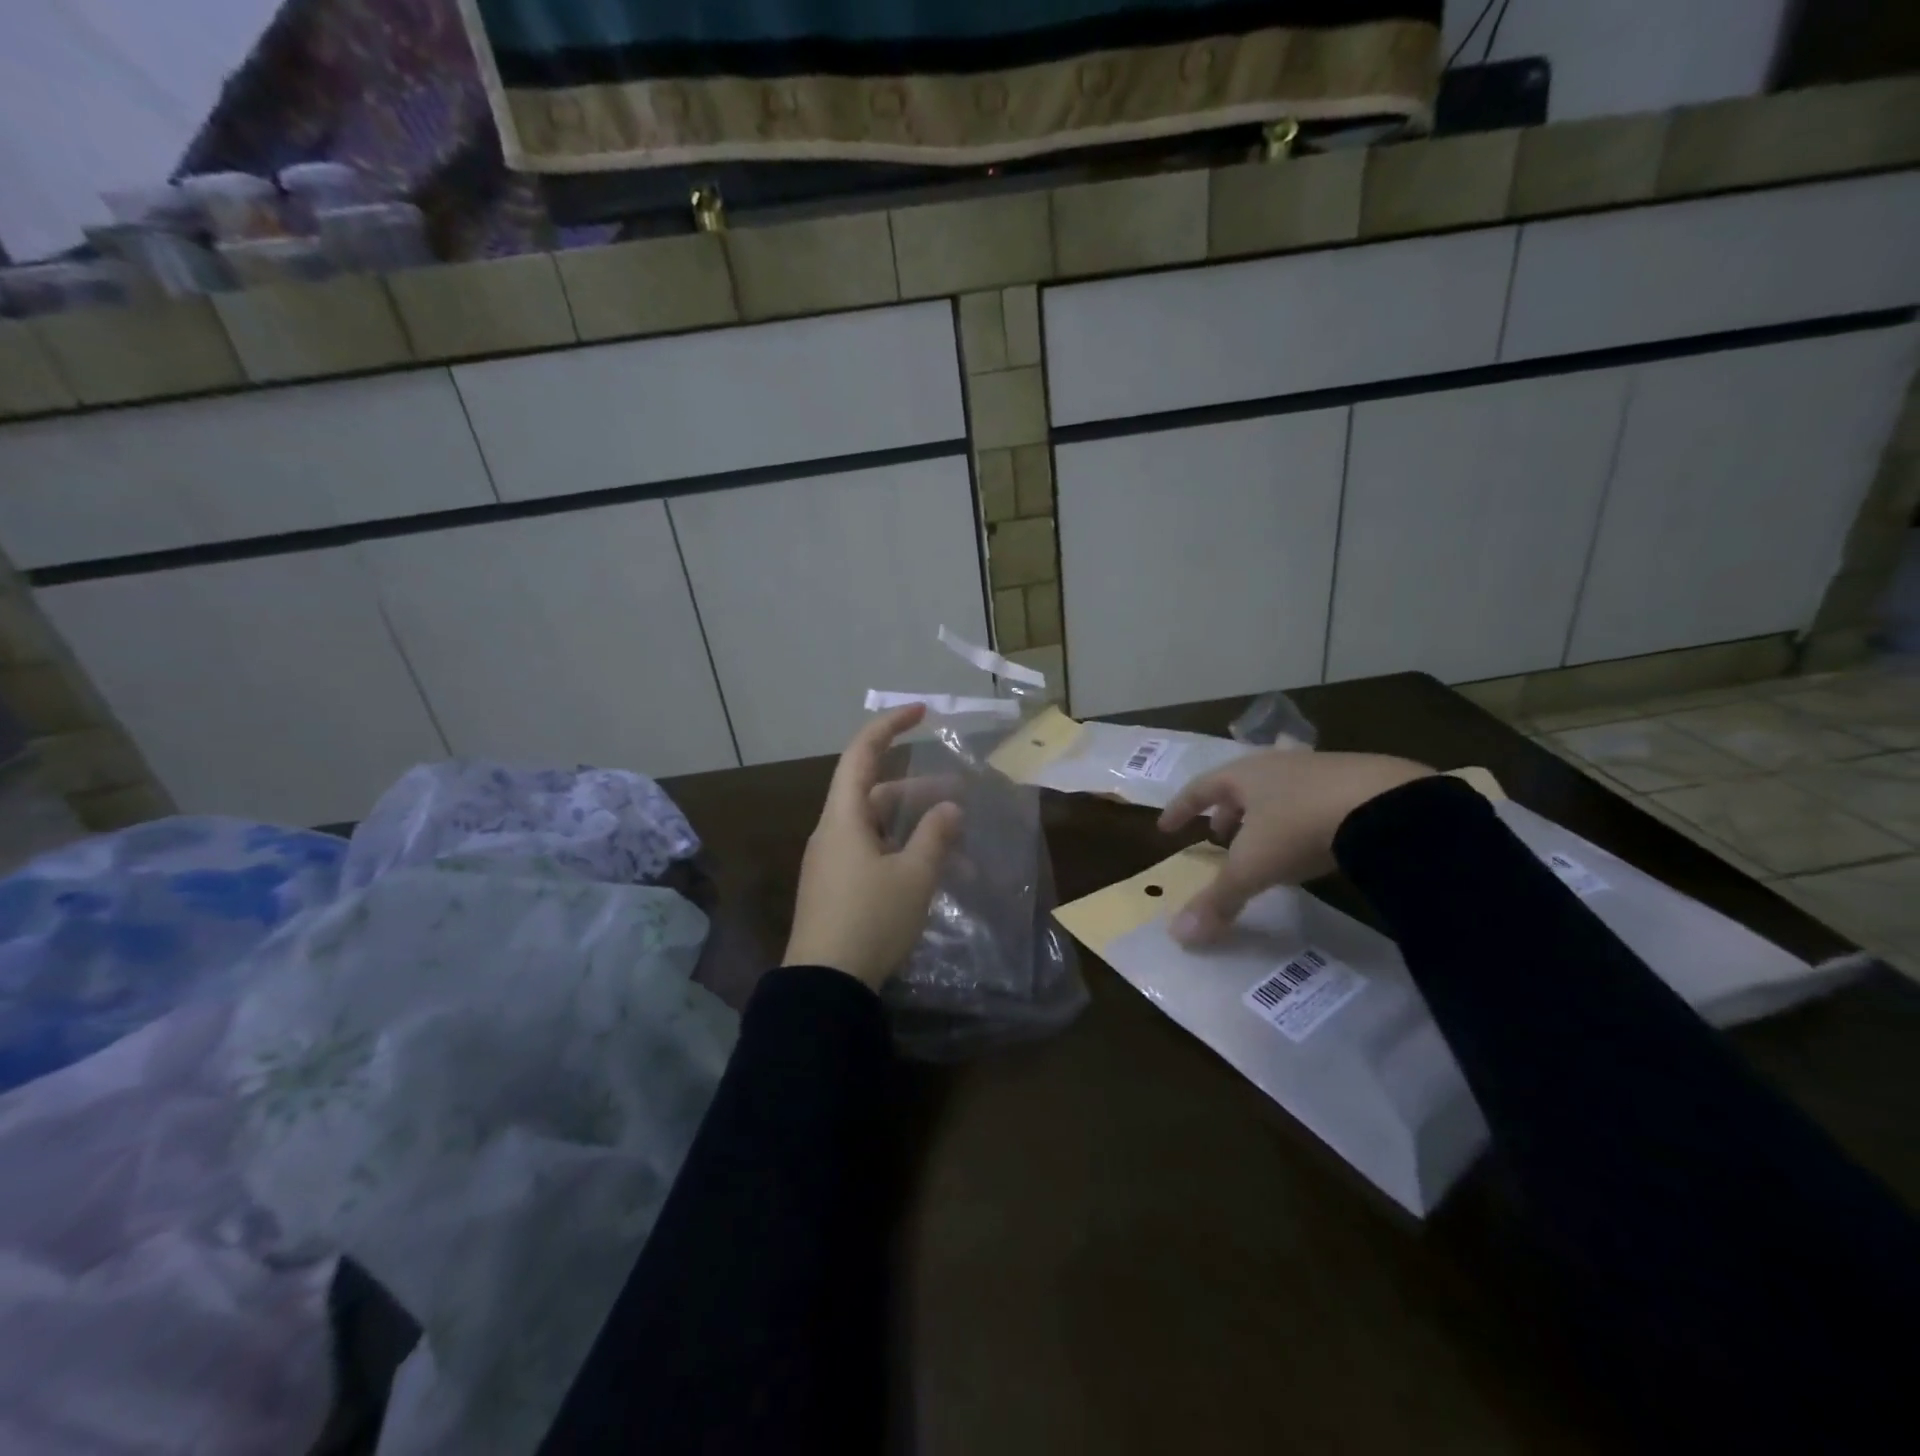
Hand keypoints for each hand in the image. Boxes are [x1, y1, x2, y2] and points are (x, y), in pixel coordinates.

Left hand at [784, 704, 963, 988]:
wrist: (825, 985)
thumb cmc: (870, 919)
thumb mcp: (914, 876)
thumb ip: (935, 836)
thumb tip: (950, 807)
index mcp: (843, 817)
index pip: (861, 754)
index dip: (889, 726)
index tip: (921, 712)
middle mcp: (832, 833)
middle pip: (874, 793)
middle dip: (918, 791)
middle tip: (960, 796)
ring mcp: (831, 863)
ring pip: (877, 828)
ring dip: (915, 828)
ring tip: (957, 843)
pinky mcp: (834, 889)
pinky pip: (871, 855)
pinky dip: (901, 853)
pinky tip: (931, 873)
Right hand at [1158, 750, 1432, 945]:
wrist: (1385, 806)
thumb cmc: (1300, 828)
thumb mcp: (1253, 867)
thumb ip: (1217, 900)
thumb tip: (1178, 936)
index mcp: (1243, 775)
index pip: (1199, 788)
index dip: (1180, 809)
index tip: (1166, 827)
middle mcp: (1276, 764)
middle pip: (1240, 785)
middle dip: (1226, 812)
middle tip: (1218, 836)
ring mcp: (1319, 768)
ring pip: (1279, 789)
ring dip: (1264, 814)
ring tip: (1265, 840)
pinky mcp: (1359, 780)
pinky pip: (1316, 797)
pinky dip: (1302, 815)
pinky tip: (1315, 837)